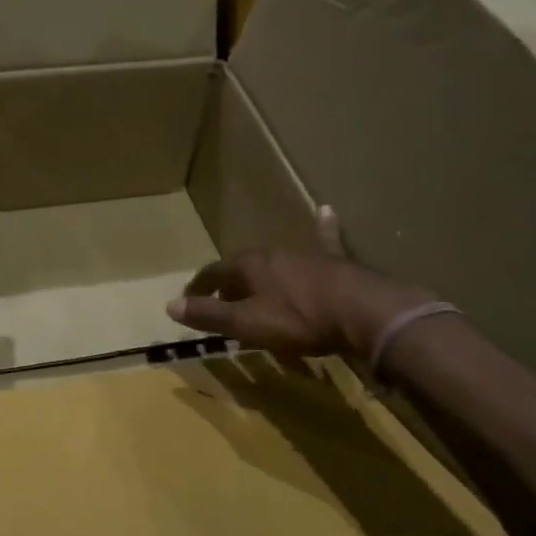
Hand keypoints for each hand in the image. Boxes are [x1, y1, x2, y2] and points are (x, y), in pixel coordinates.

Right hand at [167, 206, 436, 358]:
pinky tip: (326, 212)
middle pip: (242, 268)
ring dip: (262, 276)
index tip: (187, 303)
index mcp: (248, 266)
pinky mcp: (335, 261)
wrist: (365, 313)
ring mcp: (305, 255)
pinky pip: (325, 241)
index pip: (212, 273)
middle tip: (222, 304)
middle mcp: (273, 253)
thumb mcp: (247, 324)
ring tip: (255, 289)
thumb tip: (170, 305)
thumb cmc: (300, 320)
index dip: (198, 289)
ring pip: (275, 263)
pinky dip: (323, 228)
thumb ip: (210, 314)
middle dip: (229, 285)